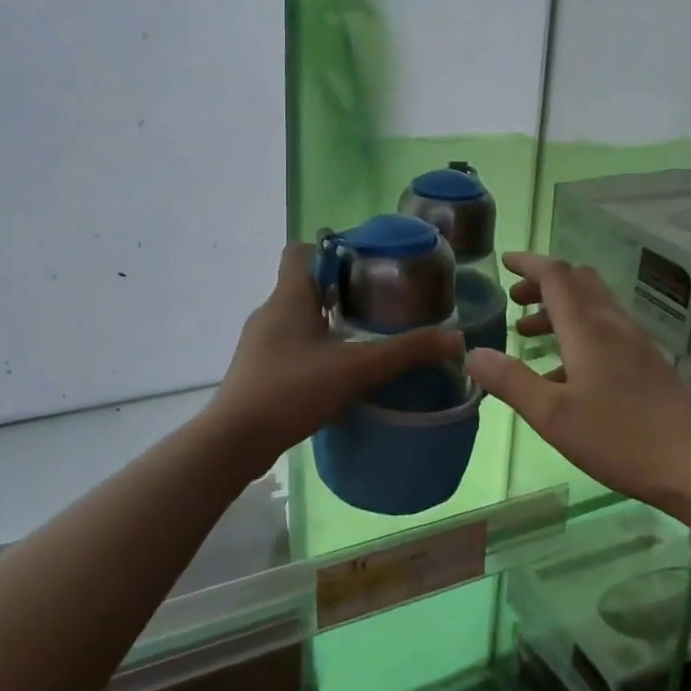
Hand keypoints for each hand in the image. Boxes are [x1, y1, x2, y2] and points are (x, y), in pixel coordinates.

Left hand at [205, 243, 466, 471]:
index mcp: (289, 296)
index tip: (365, 264)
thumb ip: (405, 352)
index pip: (302, 250)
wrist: (235, 441)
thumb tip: (455, 338)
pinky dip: (314, 349)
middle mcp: (270, 311)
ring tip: (363, 338)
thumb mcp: (356, 368)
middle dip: (340, 290)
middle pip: (305, 284)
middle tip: (378, 303)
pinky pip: (290, 345)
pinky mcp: (258, 370)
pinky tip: (336, 373)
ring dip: (328, 322)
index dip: (331, 250)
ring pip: (298, 317)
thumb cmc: (292, 389)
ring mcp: (260, 342)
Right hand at [466, 252, 690, 508]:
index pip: (556, 275)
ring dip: (560, 308)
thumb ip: (511, 381)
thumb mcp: (553, 415)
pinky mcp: (648, 364)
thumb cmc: (621, 437)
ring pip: (593, 306)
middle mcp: (613, 325)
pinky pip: (606, 330)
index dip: (528, 263)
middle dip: (544, 283)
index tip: (504, 261)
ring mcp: (635, 343)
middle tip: (515, 300)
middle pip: (578, 282)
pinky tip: (564, 373)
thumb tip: (472, 353)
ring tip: (529, 334)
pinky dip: (578, 332)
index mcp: (588, 327)